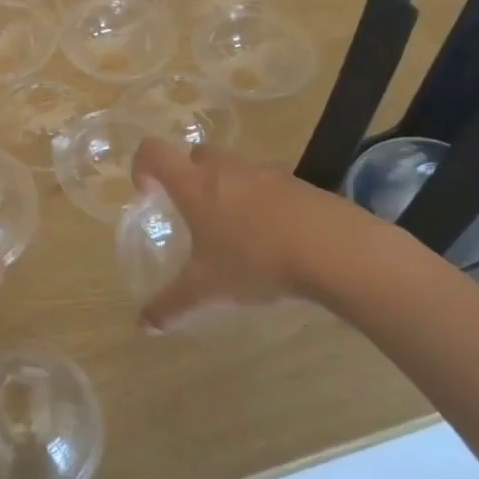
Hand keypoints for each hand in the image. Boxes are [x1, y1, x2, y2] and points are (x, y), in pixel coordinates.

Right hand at [129, 138, 401, 332]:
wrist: (336, 249)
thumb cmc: (256, 260)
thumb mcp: (207, 289)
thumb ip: (171, 304)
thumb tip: (144, 327)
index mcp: (193, 184)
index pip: (153, 151)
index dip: (142, 165)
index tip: (148, 194)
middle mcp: (225, 168)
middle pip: (195, 154)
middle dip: (188, 176)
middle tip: (192, 212)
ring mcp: (265, 171)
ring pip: (234, 167)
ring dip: (226, 188)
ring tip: (234, 229)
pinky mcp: (298, 182)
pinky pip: (268, 183)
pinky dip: (262, 201)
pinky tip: (273, 237)